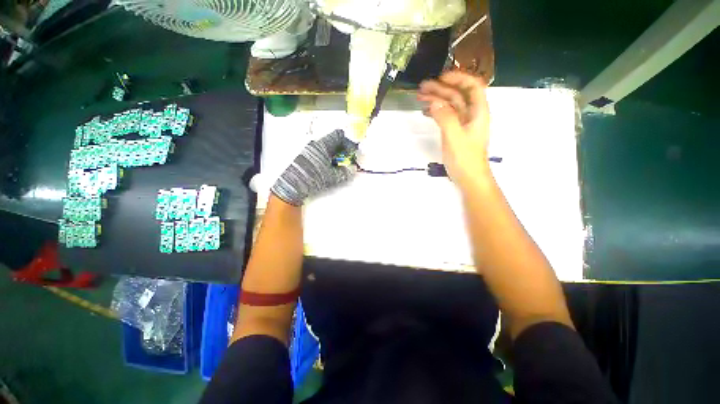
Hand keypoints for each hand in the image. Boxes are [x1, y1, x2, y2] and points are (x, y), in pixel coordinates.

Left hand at [271, 129, 356, 205]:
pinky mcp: (305, 157)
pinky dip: (327, 158)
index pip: (338, 135)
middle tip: (347, 159)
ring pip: (326, 148)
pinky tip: (328, 168)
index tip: (352, 151)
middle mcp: (315, 144)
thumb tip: (352, 169)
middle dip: (342, 149)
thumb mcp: (332, 176)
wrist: (293, 185)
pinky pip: (320, 153)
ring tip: (338, 165)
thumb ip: (344, 172)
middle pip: (332, 141)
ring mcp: (309, 150)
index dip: (348, 142)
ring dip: (335, 154)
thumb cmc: (313, 177)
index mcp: (322, 144)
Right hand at [418, 71, 490, 188]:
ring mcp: (462, 124)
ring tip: (420, 97)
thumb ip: (445, 118)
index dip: (458, 78)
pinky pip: (445, 117)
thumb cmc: (465, 158)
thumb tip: (434, 102)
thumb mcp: (455, 137)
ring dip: (436, 99)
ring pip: (450, 105)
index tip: (441, 77)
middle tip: (422, 87)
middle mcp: (471, 114)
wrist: (469, 177)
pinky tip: (425, 112)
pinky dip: (435, 112)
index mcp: (478, 111)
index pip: (472, 86)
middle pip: (457, 95)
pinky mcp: (454, 132)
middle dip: (441, 89)